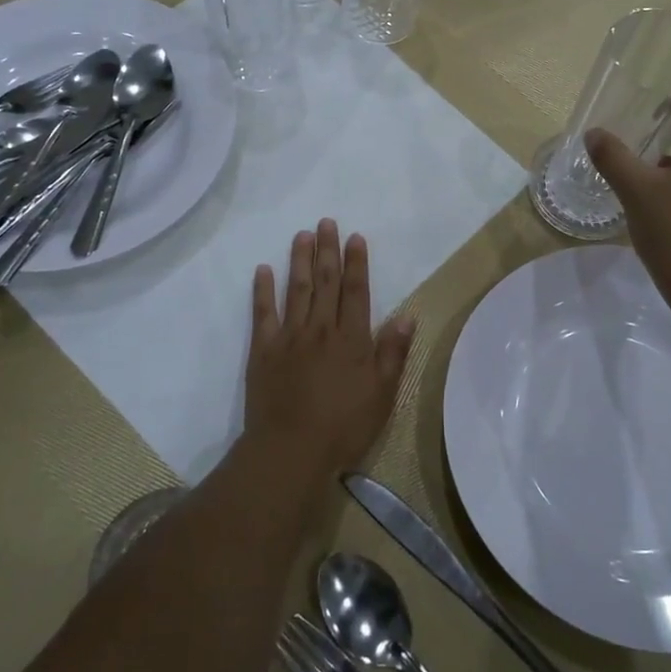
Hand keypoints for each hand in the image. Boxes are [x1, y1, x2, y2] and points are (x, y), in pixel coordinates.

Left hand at [244, 220, 415, 480]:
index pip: (356, 291)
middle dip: (328, 250)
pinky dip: (262, 290)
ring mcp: (289, 336)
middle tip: (326, 222)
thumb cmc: (343, 426)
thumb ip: (393, 352)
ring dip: (299, 260)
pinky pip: (263, 313)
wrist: (291, 449)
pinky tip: (263, 270)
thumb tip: (408, 315)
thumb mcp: (382, 394)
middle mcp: (321, 329)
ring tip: (301, 235)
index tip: (355, 237)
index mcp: (351, 339)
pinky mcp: (263, 350)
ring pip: (296, 289)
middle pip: (325, 282)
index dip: (356, 263)